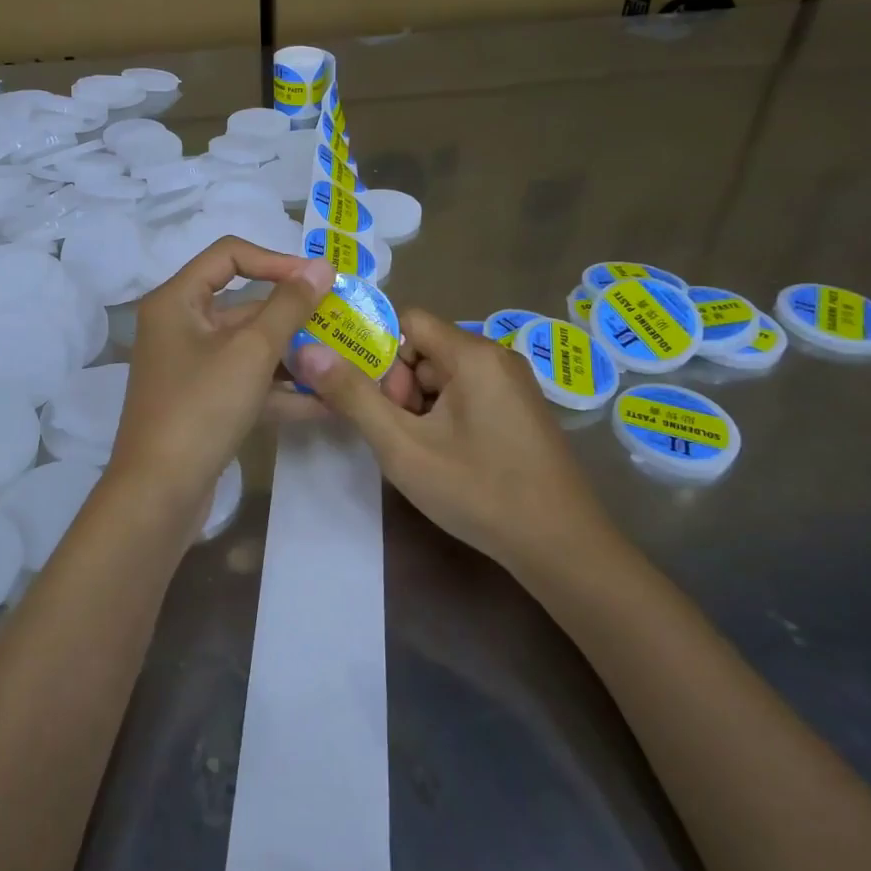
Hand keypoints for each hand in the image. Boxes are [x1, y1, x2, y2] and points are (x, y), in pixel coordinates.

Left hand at [106, 238, 335, 524]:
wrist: (158, 495)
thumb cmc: (201, 408)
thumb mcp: (251, 351)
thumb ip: (289, 306)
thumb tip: (321, 266)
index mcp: (176, 301)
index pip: (229, 255)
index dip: (277, 261)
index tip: (319, 280)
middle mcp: (179, 327)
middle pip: (242, 305)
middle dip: (293, 315)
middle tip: (341, 320)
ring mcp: (190, 368)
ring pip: (248, 348)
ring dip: (293, 354)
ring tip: (342, 360)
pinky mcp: (202, 403)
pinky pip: (245, 383)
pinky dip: (279, 389)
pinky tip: (325, 402)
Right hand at [292, 310, 616, 572]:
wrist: (563, 549)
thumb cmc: (479, 491)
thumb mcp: (403, 446)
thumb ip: (352, 395)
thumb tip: (307, 350)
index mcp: (472, 354)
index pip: (406, 321)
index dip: (377, 351)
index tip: (364, 394)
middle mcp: (495, 357)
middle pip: (423, 351)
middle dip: (398, 388)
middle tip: (396, 434)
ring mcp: (511, 385)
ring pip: (441, 377)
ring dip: (418, 407)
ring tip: (418, 452)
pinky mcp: (518, 411)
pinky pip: (465, 395)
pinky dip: (442, 418)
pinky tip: (444, 458)